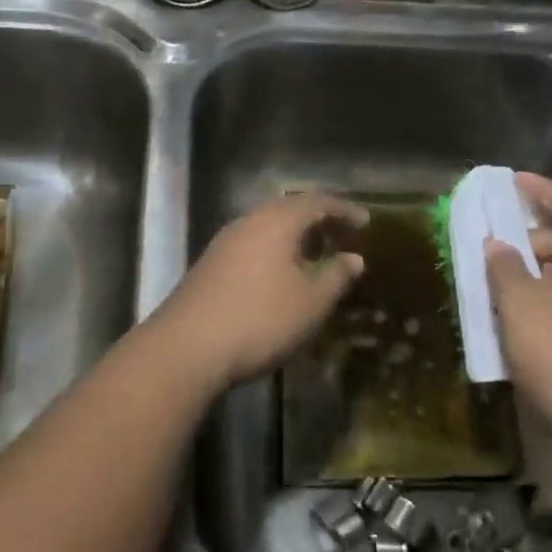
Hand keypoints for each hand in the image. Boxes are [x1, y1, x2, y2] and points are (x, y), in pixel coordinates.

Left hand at [151, 193, 367, 392]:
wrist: (186, 349)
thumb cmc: (260, 320)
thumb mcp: (311, 303)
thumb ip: (336, 276)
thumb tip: (354, 258)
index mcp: (276, 222)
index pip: (316, 202)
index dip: (343, 210)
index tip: (365, 222)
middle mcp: (248, 222)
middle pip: (288, 210)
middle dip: (318, 221)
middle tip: (341, 236)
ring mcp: (224, 243)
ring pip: (267, 228)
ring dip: (294, 237)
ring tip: (315, 257)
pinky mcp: (209, 266)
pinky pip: (252, 245)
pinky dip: (274, 252)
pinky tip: (281, 277)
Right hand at [485, 173, 551, 455]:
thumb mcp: (520, 304)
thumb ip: (504, 268)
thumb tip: (497, 245)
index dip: (543, 190)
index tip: (512, 181)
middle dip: (526, 240)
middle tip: (488, 249)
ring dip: (527, 276)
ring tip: (490, 287)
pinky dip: (536, 303)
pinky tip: (509, 324)